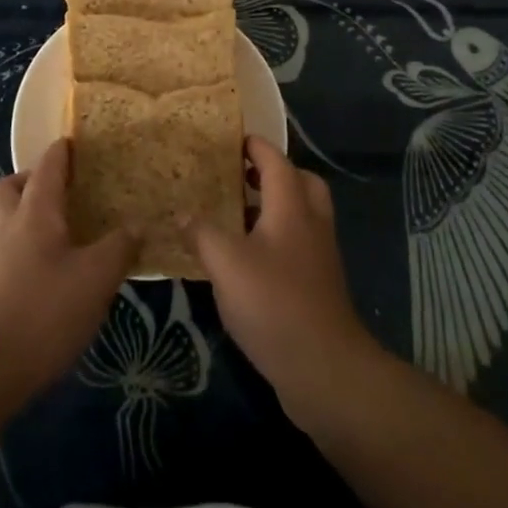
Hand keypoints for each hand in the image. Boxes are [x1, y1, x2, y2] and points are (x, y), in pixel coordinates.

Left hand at [0, 138, 135, 398]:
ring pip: (5, 222)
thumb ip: (119, 247)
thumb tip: (137, 224)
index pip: (47, 168)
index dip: (61, 151)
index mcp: (35, 213)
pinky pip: (7, 254)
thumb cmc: (44, 311)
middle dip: (29, 180)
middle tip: (59, 189)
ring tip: (61, 232)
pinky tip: (51, 273)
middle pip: (9, 188)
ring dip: (25, 217)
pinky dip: (26, 250)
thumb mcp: (96, 277)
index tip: (73, 140)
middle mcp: (8, 228)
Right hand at [189, 136, 382, 426]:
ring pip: (301, 214)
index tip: (232, 139)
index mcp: (291, 206)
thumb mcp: (226, 264)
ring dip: (273, 206)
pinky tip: (247, 258)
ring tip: (236, 215)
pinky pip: (298, 243)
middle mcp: (311, 222)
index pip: (275, 160)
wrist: (325, 368)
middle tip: (240, 176)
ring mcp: (319, 255)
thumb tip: (182, 212)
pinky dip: (276, 237)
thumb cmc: (274, 303)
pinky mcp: (318, 284)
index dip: (255, 146)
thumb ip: (202, 233)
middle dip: (272, 173)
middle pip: (299, 182)